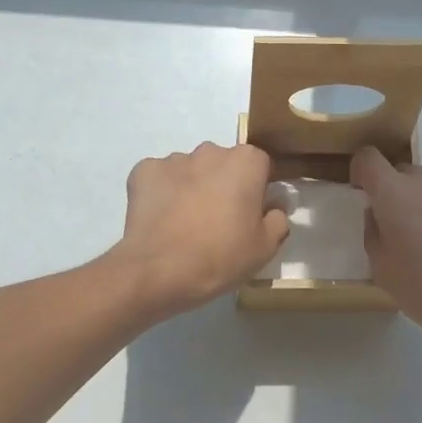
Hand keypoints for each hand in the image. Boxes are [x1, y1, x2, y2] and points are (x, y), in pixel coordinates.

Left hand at [110, 142, 289, 318]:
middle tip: (219, 221)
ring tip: (186, 224)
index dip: (257, 189)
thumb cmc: (221, 257)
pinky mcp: (143, 171)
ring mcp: (174, 159)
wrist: (159, 271)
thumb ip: (278, 218)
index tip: (251, 214)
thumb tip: (273, 205)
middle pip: (224, 164)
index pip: (260, 166)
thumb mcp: (266, 247)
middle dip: (224, 185)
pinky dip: (163, 193)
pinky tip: (162, 220)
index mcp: (245, 162)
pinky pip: (160, 179)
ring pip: (191, 170)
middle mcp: (210, 151)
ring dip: (193, 188)